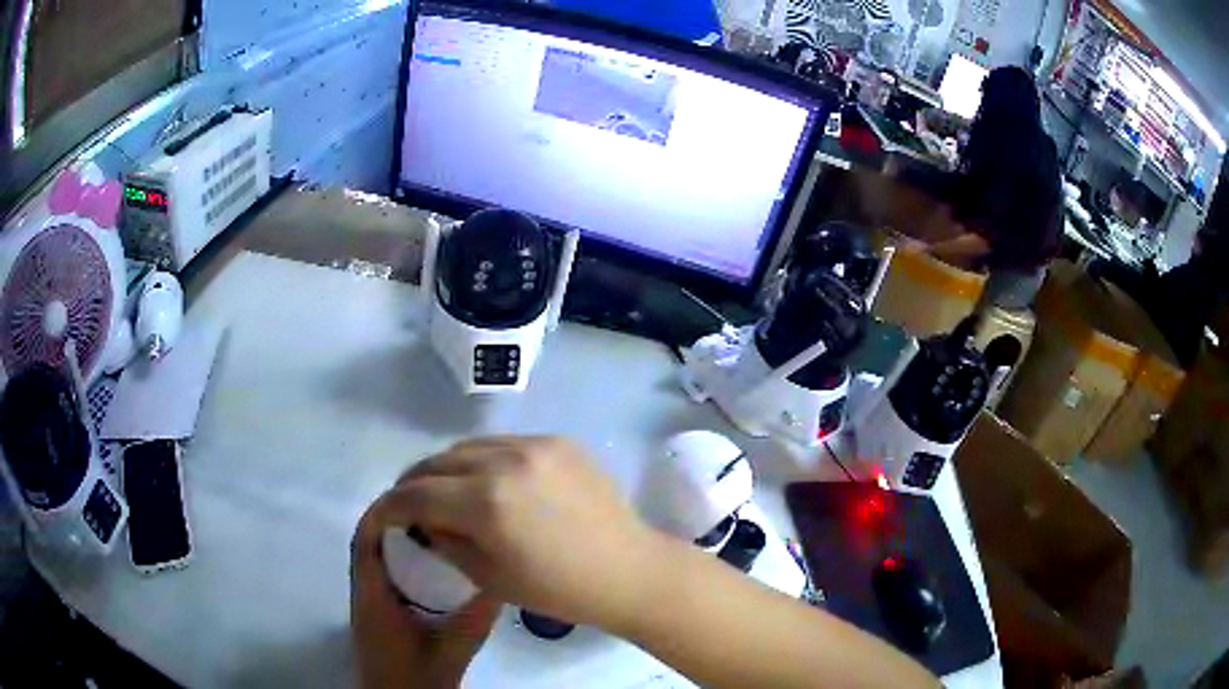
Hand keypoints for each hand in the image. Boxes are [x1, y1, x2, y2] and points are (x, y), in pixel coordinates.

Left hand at [351, 497, 499, 688]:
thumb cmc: (415, 679)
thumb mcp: (450, 651)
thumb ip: (474, 619)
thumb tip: (501, 581)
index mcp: (372, 596)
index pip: (366, 540)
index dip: (387, 513)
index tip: (420, 496)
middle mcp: (364, 591)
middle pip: (371, 541)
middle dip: (398, 520)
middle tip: (438, 506)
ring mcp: (369, 601)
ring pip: (378, 557)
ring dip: (401, 539)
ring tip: (438, 527)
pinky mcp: (379, 611)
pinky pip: (386, 573)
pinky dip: (404, 560)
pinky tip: (433, 563)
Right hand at [387, 436, 660, 629]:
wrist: (628, 571)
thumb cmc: (558, 590)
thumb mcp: (487, 576)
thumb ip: (444, 539)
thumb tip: (421, 520)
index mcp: (485, 502)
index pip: (416, 494)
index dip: (390, 506)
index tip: (382, 516)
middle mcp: (506, 460)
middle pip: (437, 462)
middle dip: (414, 483)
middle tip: (410, 504)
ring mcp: (535, 445)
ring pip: (468, 446)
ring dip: (447, 468)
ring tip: (445, 491)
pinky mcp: (559, 441)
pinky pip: (504, 444)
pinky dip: (484, 461)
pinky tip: (489, 483)